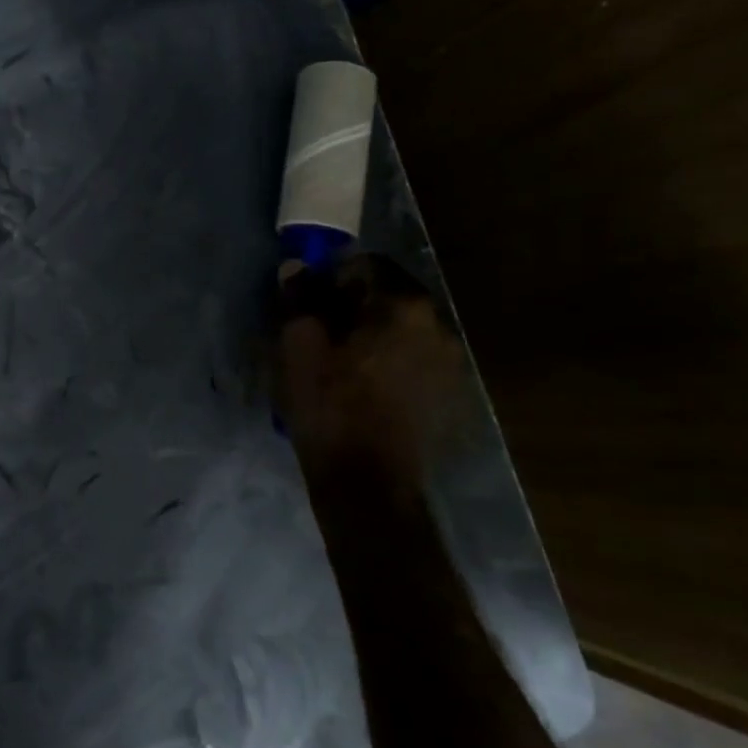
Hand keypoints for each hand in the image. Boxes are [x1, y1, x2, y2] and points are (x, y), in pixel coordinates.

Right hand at [273, 254, 466, 483]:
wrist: (369, 483)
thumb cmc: (330, 406)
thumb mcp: (298, 346)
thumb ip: (298, 298)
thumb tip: (297, 267)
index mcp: (404, 306)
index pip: (366, 264)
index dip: (331, 277)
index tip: (309, 303)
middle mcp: (439, 325)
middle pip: (388, 295)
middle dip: (353, 304)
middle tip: (320, 330)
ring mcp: (450, 362)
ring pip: (402, 328)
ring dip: (372, 332)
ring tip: (340, 361)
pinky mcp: (449, 393)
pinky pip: (413, 357)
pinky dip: (389, 359)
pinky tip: (364, 386)